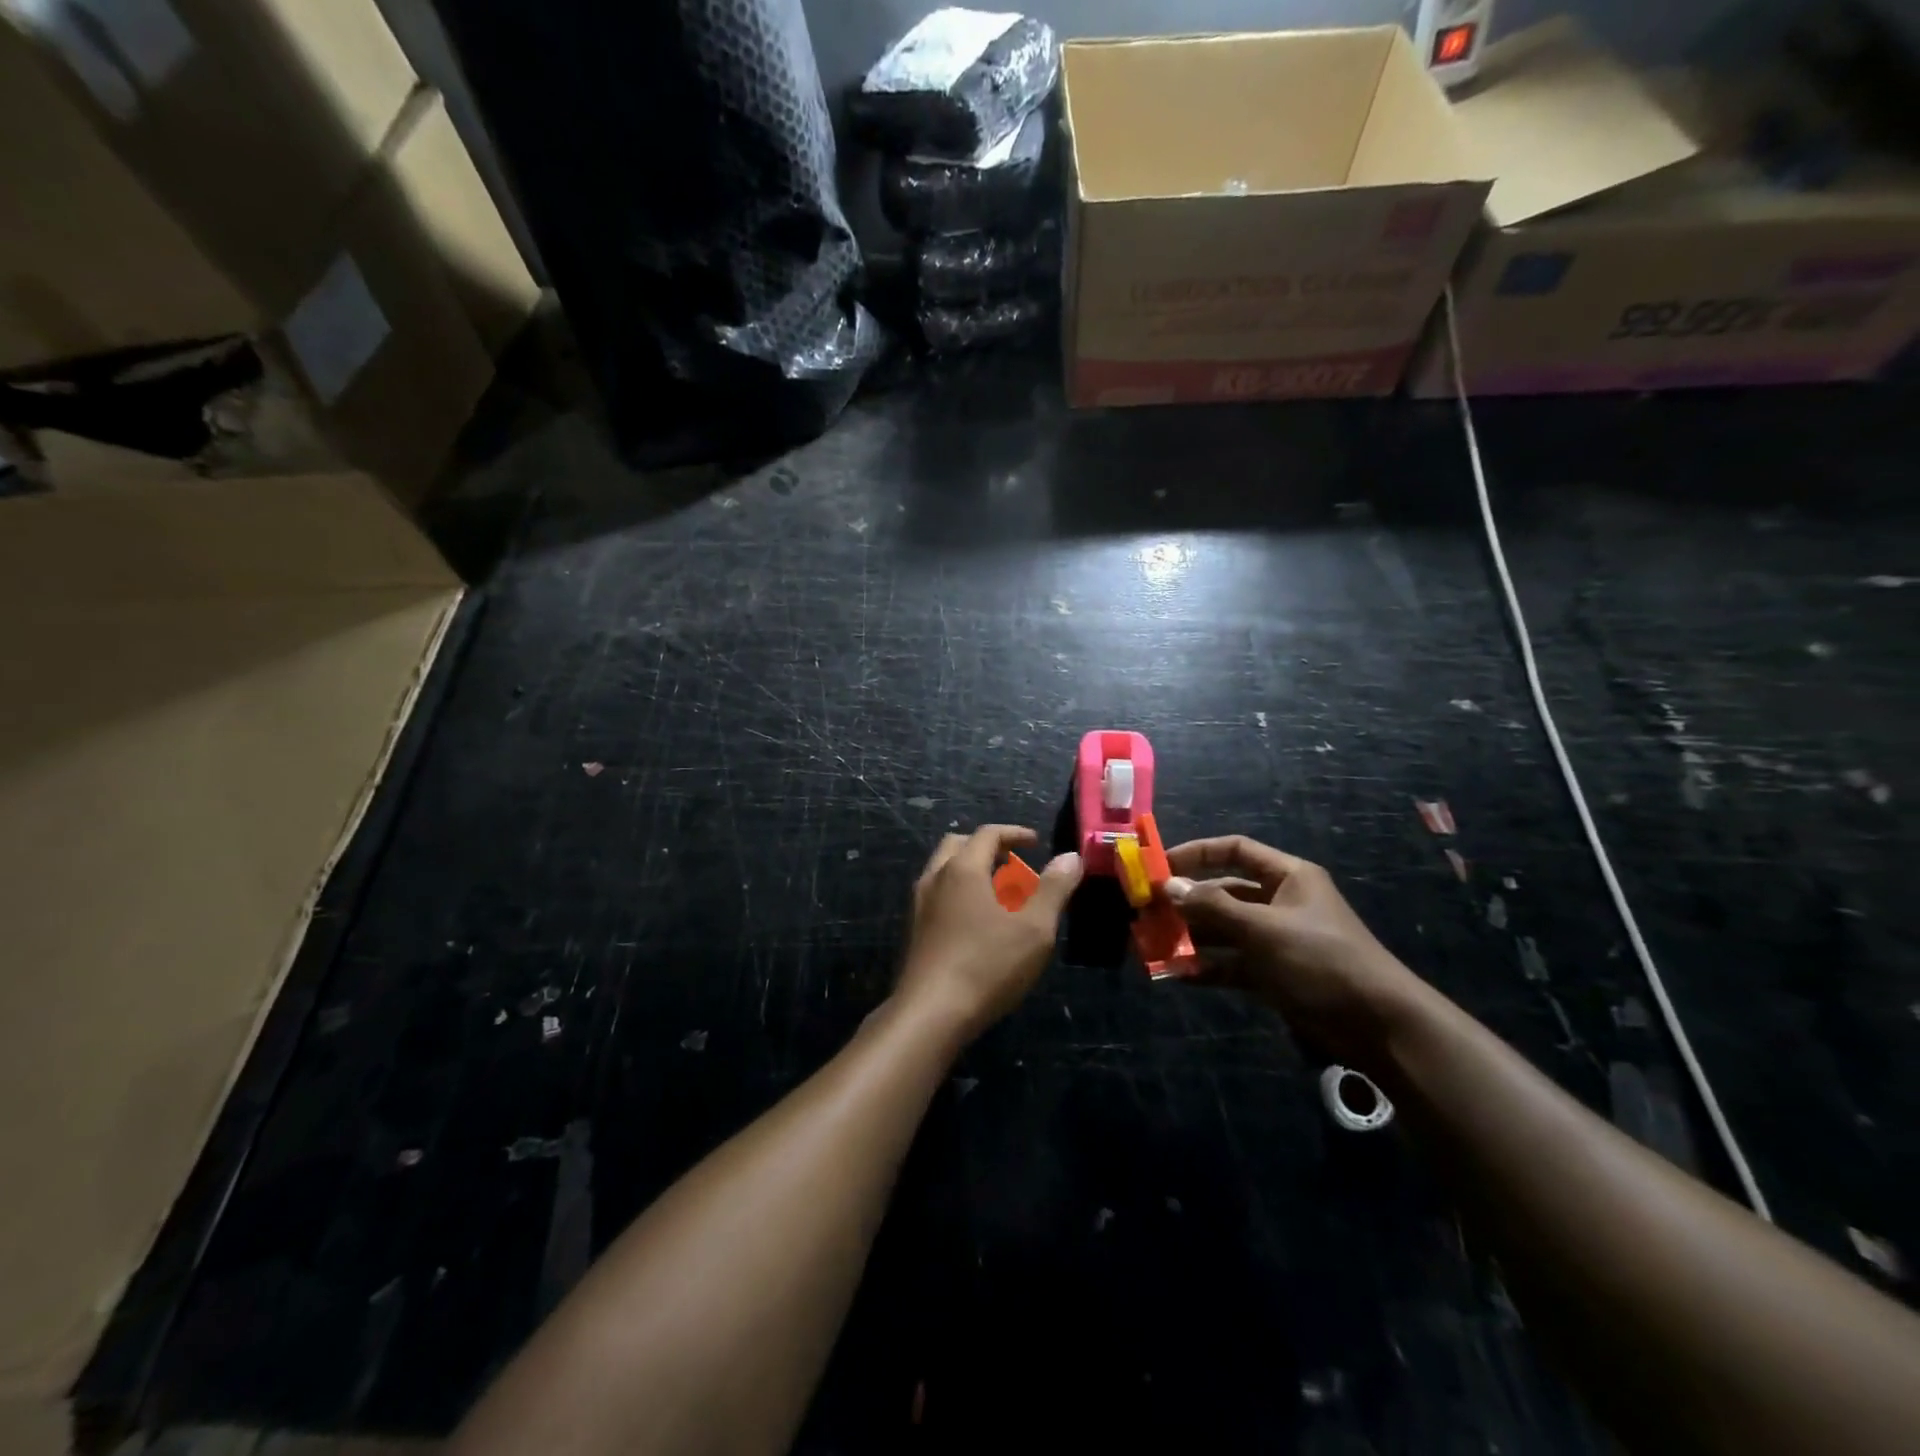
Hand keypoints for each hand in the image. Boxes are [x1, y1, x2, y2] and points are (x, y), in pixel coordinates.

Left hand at [896, 825, 1080, 1040]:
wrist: (930, 1014)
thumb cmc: (987, 965)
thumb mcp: (1034, 928)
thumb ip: (1054, 888)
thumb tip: (1071, 856)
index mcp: (963, 869)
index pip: (987, 834)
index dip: (1014, 833)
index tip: (1035, 843)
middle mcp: (935, 878)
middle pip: (958, 845)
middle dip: (988, 848)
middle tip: (1014, 865)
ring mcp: (919, 905)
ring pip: (944, 871)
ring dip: (971, 871)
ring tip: (999, 894)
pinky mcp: (914, 931)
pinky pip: (937, 895)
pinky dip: (959, 893)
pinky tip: (978, 923)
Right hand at [1165, 836, 1429, 1065]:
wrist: (1377, 1024)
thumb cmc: (1321, 959)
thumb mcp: (1263, 928)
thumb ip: (1213, 906)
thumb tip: (1168, 886)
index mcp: (1288, 877)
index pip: (1235, 850)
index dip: (1197, 853)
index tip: (1161, 866)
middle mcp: (1280, 902)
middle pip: (1225, 892)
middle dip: (1188, 901)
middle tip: (1149, 912)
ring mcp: (1276, 940)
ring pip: (1224, 930)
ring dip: (1193, 937)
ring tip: (1155, 945)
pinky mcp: (1274, 974)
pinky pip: (1232, 963)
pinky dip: (1208, 967)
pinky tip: (1178, 975)